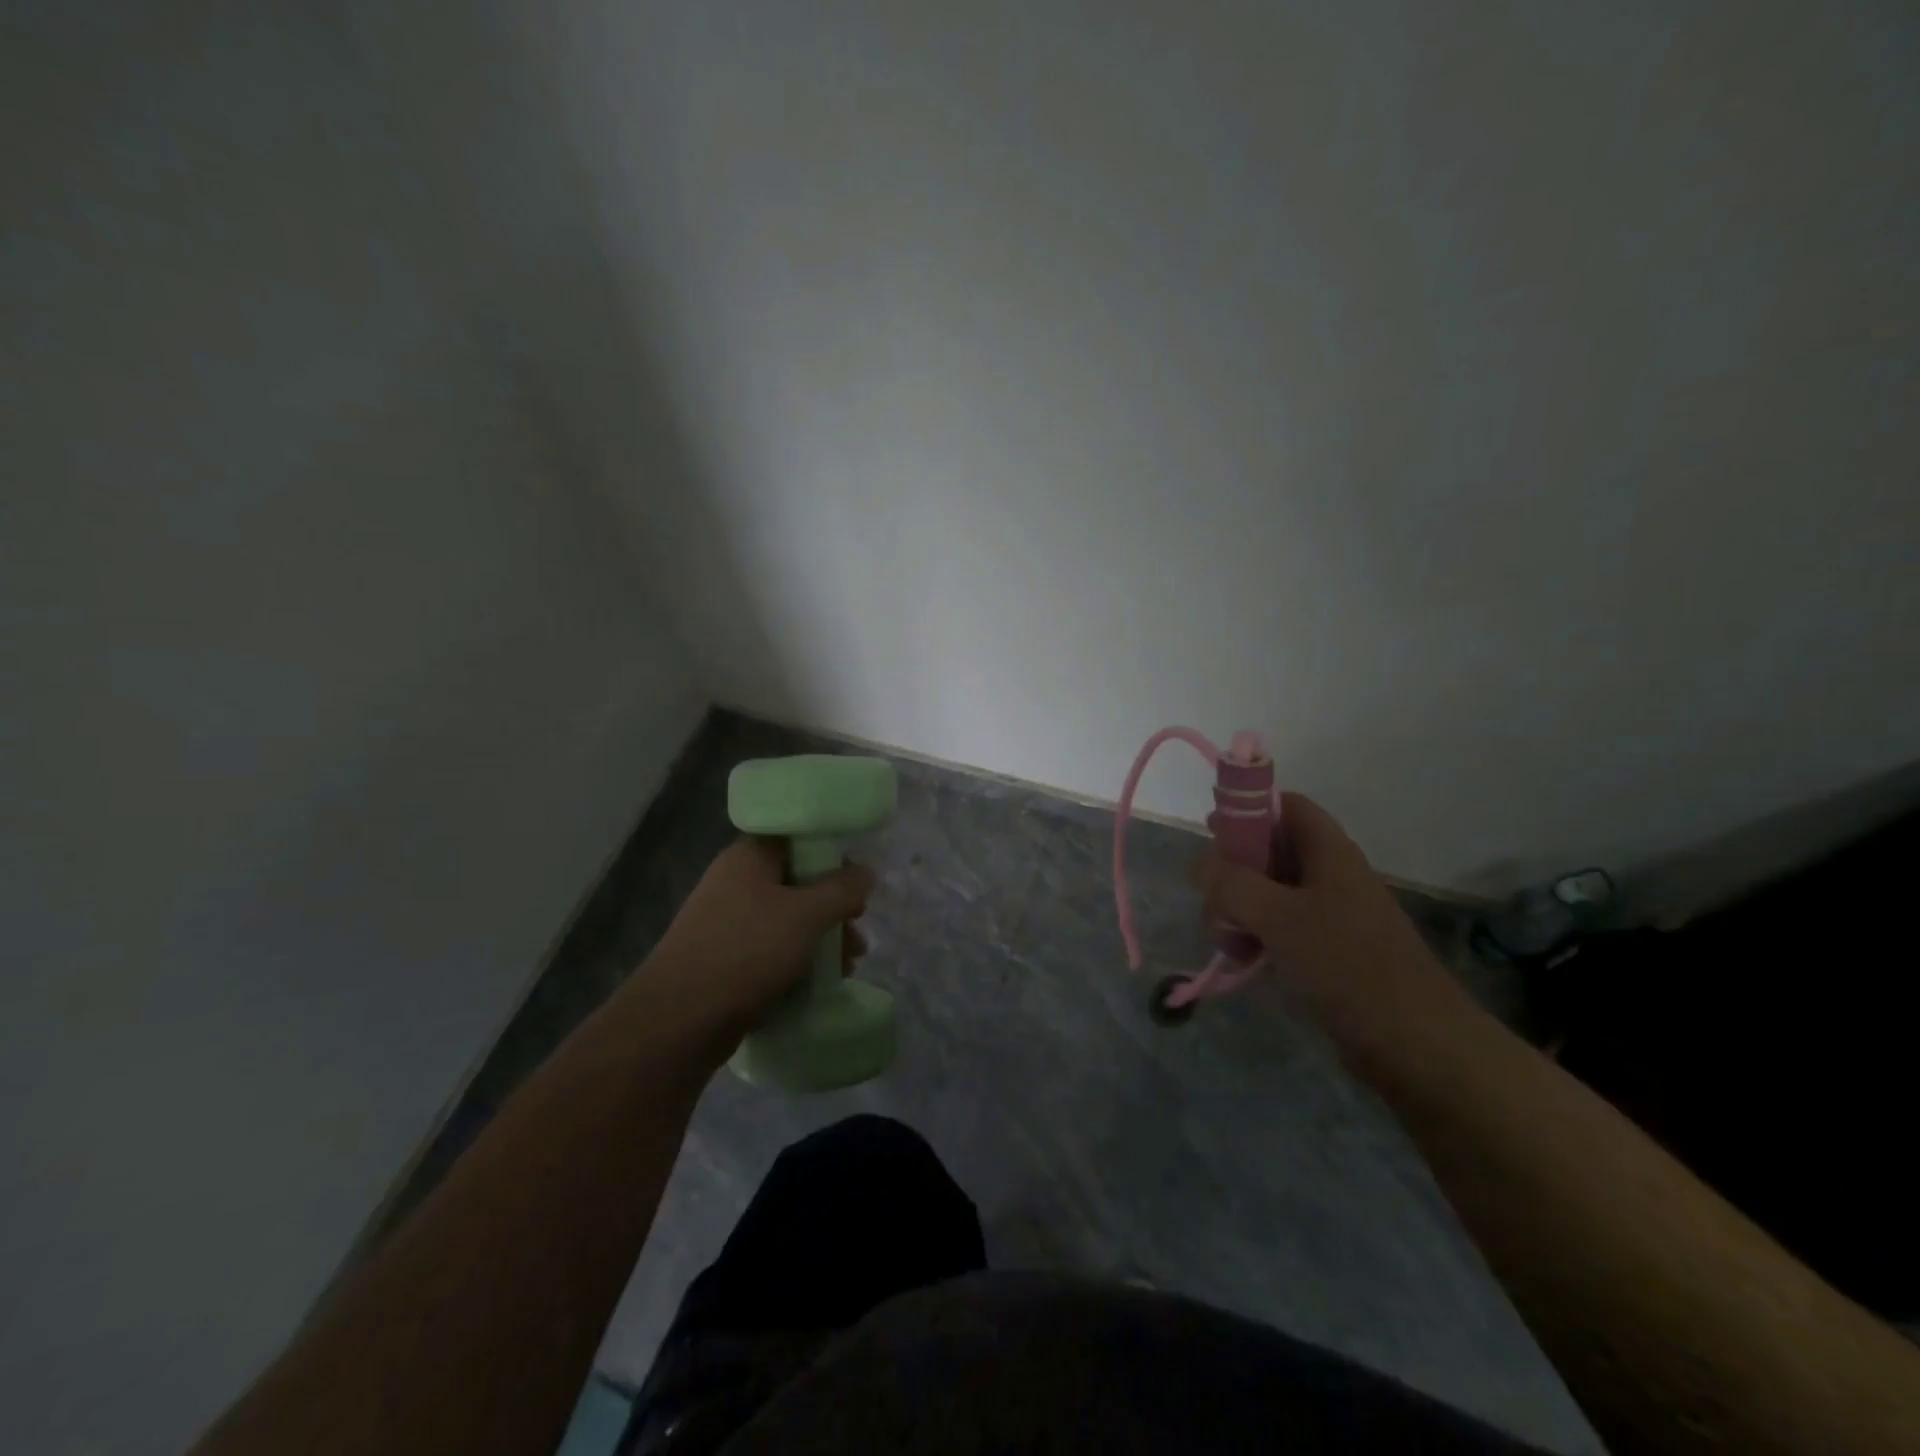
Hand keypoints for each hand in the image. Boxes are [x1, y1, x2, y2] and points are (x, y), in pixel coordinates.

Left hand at [639, 838, 874, 1048]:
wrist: (678, 1021)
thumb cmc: (746, 952)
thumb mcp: (806, 915)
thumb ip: (842, 890)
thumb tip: (866, 872)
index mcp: (749, 858)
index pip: (799, 840)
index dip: (833, 857)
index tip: (858, 884)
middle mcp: (736, 883)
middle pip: (798, 884)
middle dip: (834, 910)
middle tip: (857, 933)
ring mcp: (728, 923)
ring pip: (788, 921)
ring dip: (821, 940)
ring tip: (848, 967)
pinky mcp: (726, 960)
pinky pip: (772, 951)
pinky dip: (798, 962)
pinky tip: (821, 984)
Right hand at [1193, 793, 1474, 1067]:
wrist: (1415, 1043)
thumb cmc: (1347, 964)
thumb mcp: (1278, 917)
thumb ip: (1231, 884)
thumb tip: (1200, 865)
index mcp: (1329, 852)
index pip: (1287, 806)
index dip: (1249, 809)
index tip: (1212, 830)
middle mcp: (1330, 876)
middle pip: (1270, 851)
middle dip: (1233, 870)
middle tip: (1210, 895)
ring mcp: (1329, 915)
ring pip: (1269, 893)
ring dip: (1238, 909)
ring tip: (1224, 939)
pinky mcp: (1327, 952)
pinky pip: (1279, 928)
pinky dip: (1255, 936)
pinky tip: (1241, 960)